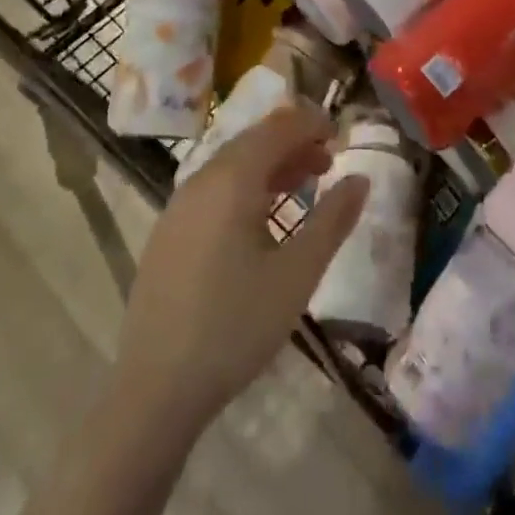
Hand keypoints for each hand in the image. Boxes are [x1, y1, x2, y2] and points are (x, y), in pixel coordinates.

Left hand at [115, 102, 367, 433]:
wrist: (154, 390)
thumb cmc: (235, 327)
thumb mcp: (297, 275)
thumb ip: (332, 220)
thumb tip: (360, 178)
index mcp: (232, 179)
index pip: (279, 127)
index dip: (313, 124)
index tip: (342, 137)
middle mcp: (201, 179)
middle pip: (254, 140)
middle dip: (294, 142)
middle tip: (328, 164)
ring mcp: (179, 205)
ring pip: (232, 163)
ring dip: (271, 164)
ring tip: (304, 186)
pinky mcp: (168, 232)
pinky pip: (214, 188)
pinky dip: (246, 186)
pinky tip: (261, 219)